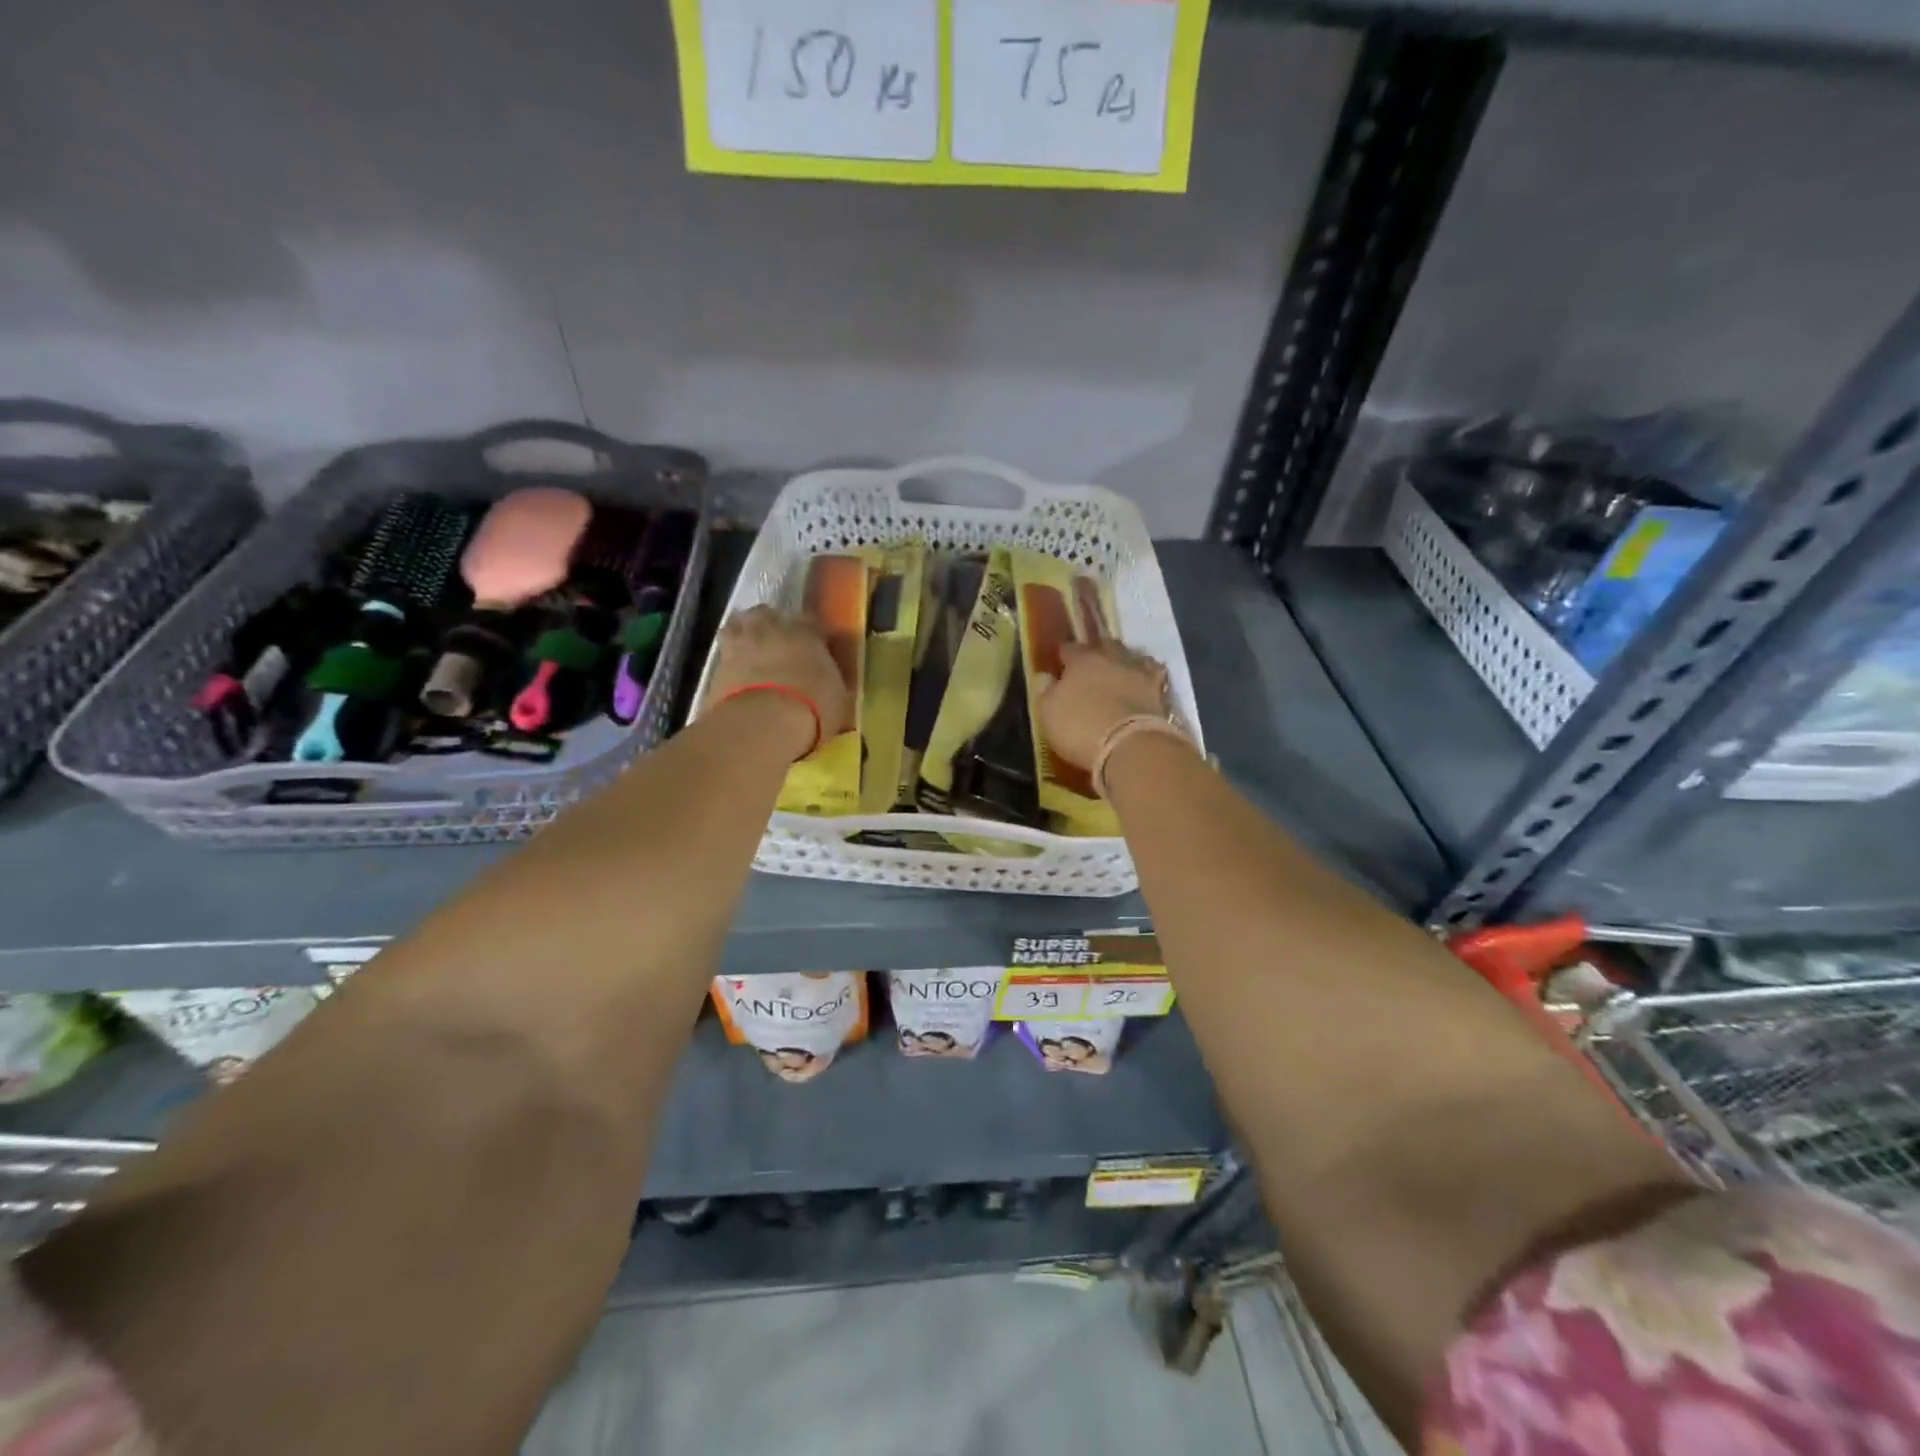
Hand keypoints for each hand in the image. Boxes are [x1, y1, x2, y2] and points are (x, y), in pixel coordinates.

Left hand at [708, 607, 850, 755]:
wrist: (765, 722)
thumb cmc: (813, 706)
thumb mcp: (836, 694)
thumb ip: (829, 679)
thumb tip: (827, 680)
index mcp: (805, 633)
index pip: (809, 620)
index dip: (810, 631)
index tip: (814, 643)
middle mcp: (770, 630)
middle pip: (766, 614)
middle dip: (770, 623)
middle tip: (775, 640)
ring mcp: (739, 645)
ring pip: (736, 626)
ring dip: (743, 634)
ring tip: (749, 651)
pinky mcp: (716, 667)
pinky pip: (723, 656)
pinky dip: (729, 662)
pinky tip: (734, 675)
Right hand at [1037, 639, 1171, 768]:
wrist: (1130, 745)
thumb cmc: (1080, 727)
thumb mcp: (1048, 712)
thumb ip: (1044, 690)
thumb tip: (1043, 675)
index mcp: (1081, 659)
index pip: (1070, 648)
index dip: (1064, 654)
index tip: (1060, 663)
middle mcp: (1112, 658)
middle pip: (1103, 646)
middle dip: (1096, 653)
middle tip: (1090, 667)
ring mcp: (1139, 672)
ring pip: (1130, 656)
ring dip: (1123, 662)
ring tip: (1117, 672)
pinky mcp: (1160, 690)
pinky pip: (1153, 675)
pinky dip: (1146, 676)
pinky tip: (1142, 683)